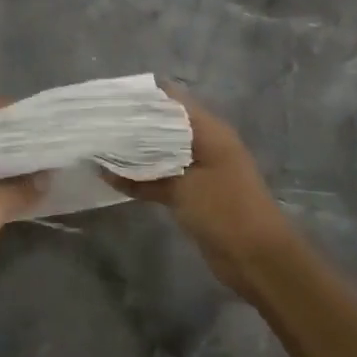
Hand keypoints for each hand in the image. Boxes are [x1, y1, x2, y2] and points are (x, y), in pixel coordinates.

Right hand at [103, 88, 297, 295]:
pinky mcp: (192, 193)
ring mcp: (198, 170)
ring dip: (133, 152)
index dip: (141, 96)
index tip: (109, 99)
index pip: (171, 99)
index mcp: (208, 131)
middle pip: (162, 125)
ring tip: (97, 146)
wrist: (259, 260)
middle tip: (96, 124)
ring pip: (159, 152)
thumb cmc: (225, 211)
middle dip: (132, 125)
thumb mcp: (182, 186)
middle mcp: (203, 144)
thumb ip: (142, 174)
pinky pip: (161, 176)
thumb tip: (103, 164)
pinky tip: (111, 177)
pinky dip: (141, 177)